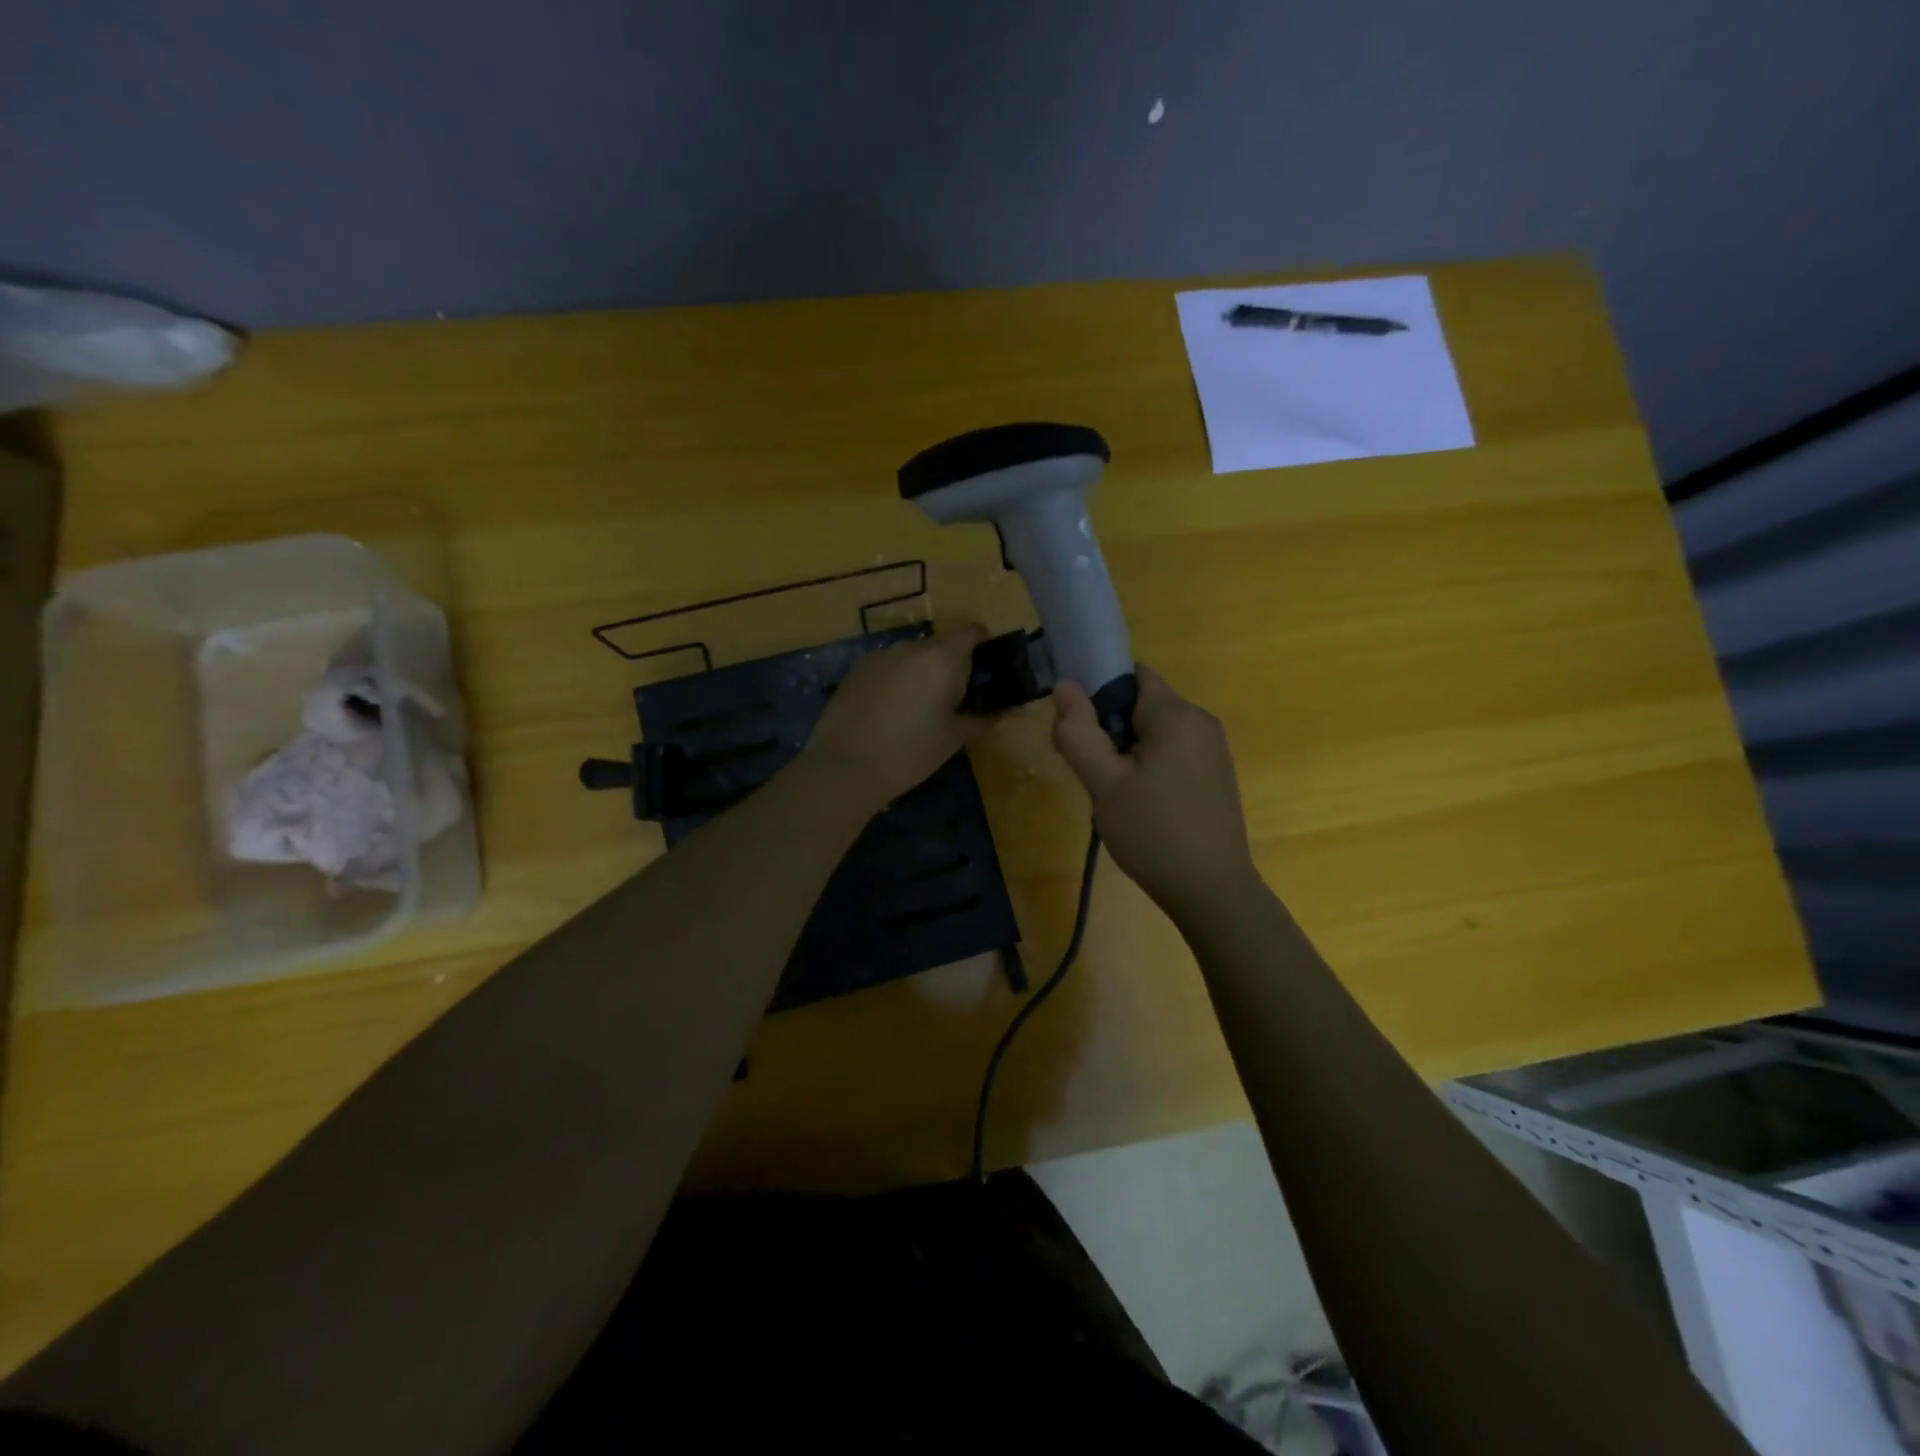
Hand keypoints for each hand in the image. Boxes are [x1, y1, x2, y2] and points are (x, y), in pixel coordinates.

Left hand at [803, 625, 990, 809]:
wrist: (846, 765)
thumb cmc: (911, 751)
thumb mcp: (954, 737)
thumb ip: (984, 718)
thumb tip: (1009, 712)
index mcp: (943, 657)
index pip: (973, 632)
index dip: (984, 647)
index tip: (987, 673)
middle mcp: (912, 646)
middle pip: (941, 645)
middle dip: (952, 666)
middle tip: (956, 700)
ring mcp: (880, 655)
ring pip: (912, 656)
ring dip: (922, 673)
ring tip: (920, 709)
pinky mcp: (856, 670)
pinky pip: (888, 667)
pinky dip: (897, 681)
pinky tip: (891, 712)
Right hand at [1051, 665, 1258, 918]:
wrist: (1212, 891)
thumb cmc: (1153, 834)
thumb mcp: (1104, 784)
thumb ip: (1079, 732)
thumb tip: (1064, 684)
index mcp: (1176, 715)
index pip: (1130, 674)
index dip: (1098, 692)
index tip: (1079, 728)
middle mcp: (1201, 721)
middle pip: (1142, 702)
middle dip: (1110, 726)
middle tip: (1092, 771)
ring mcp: (1213, 748)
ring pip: (1156, 730)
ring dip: (1128, 749)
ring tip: (1114, 793)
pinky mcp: (1217, 773)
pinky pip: (1174, 751)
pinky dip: (1150, 764)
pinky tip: (1142, 803)